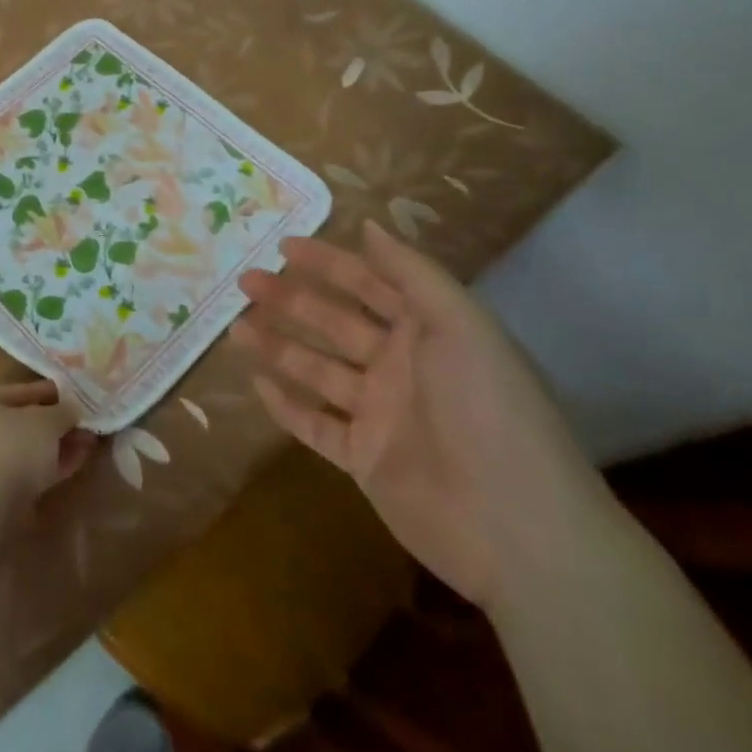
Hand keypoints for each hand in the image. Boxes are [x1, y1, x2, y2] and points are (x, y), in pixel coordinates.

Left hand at [0, 379, 98, 507]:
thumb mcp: (45, 420)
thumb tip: (73, 411)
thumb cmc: (12, 447)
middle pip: (26, 421)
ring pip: (31, 447)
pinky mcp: (0, 492)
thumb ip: (63, 411)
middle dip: (59, 422)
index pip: (22, 391)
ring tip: (90, 440)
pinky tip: (80, 459)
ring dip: (60, 443)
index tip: (79, 394)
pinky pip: (32, 470)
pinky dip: (54, 464)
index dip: (53, 391)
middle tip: (88, 421)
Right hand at [232, 220, 617, 609]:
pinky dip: (286, 407)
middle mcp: (399, 367)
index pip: (368, 284)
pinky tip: (256, 385)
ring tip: (235, 329)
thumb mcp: (460, 324)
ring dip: (277, 347)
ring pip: (316, 370)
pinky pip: (315, 425)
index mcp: (425, 332)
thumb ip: (413, 273)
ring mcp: (379, 414)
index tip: (283, 246)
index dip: (328, 262)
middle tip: (244, 282)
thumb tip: (370, 224)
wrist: (516, 527)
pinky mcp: (363, 459)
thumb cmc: (487, 409)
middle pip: (333, 323)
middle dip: (290, 300)